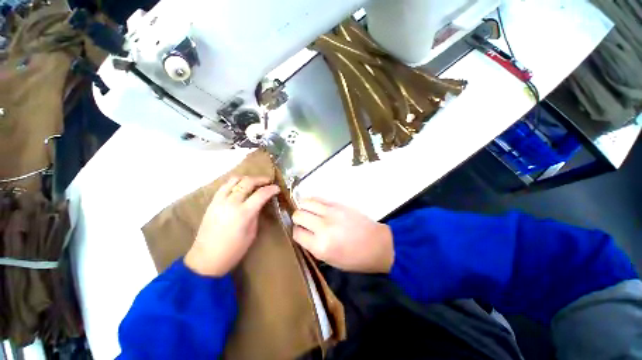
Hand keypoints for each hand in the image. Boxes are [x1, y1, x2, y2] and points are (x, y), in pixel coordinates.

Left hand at [184, 176, 279, 276]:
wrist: (206, 259)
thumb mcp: (252, 233)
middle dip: (260, 179)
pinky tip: (240, 187)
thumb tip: (260, 203)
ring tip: (254, 182)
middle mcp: (231, 203)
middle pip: (247, 182)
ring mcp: (219, 201)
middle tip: (268, 182)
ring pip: (234, 180)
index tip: (277, 188)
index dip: (271, 189)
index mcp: (243, 213)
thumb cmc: (234, 250)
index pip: (261, 194)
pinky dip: (235, 182)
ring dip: (247, 178)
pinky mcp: (212, 202)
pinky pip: (224, 186)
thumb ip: (256, 214)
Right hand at [292, 198, 393, 272]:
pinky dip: (313, 202)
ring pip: (305, 203)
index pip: (296, 233)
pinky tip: (316, 207)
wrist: (376, 244)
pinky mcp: (338, 204)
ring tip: (308, 213)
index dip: (296, 233)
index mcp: (320, 246)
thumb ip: (312, 246)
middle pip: (298, 215)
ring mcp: (331, 212)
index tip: (301, 233)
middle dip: (298, 220)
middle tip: (304, 223)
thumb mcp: (330, 260)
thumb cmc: (354, 259)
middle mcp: (322, 227)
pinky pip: (318, 198)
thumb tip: (302, 233)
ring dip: (303, 208)